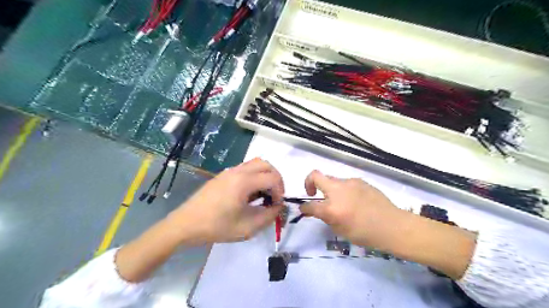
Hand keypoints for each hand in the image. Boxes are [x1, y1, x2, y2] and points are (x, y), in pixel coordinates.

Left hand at [167, 158, 284, 243]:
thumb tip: (279, 207)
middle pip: (266, 165)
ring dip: (265, 175)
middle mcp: (238, 171)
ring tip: (263, 194)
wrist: (186, 224)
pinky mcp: (223, 175)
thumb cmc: (216, 227)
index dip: (280, 191)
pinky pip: (246, 168)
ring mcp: (230, 171)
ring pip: (256, 163)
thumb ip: (269, 216)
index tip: (276, 205)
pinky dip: (255, 176)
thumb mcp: (247, 228)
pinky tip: (249, 193)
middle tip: (274, 196)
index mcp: (244, 182)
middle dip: (276, 179)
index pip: (273, 178)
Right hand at [299, 170, 403, 248]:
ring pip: (332, 180)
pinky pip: (346, 183)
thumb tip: (318, 210)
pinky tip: (354, 200)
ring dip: (330, 189)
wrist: (393, 226)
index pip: (310, 205)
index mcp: (332, 208)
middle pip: (316, 176)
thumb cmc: (366, 233)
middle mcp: (338, 190)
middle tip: (313, 193)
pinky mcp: (360, 181)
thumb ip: (326, 217)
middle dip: (309, 183)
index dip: (304, 208)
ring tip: (340, 202)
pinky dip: (343, 190)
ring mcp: (350, 183)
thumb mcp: (340, 230)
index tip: (304, 209)